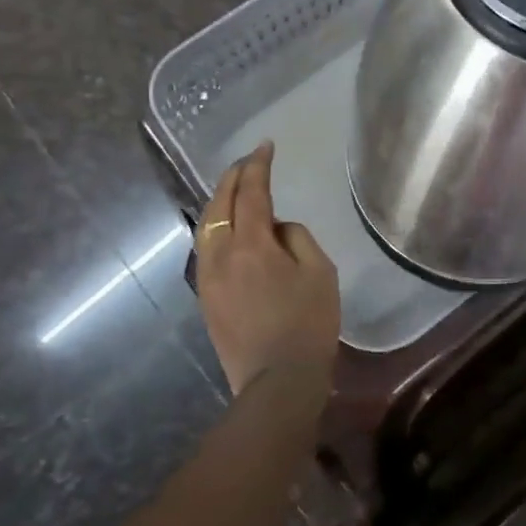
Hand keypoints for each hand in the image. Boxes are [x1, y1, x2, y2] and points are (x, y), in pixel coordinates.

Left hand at [185, 142, 339, 397]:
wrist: (277, 379)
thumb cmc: (308, 323)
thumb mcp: (320, 271)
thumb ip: (296, 238)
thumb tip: (276, 229)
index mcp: (251, 245)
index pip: (250, 192)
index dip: (257, 166)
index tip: (265, 146)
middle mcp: (220, 255)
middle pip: (218, 205)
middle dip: (232, 178)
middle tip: (249, 161)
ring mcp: (207, 277)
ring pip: (206, 226)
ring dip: (220, 201)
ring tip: (235, 189)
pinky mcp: (205, 297)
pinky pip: (205, 248)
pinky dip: (215, 226)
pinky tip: (227, 228)